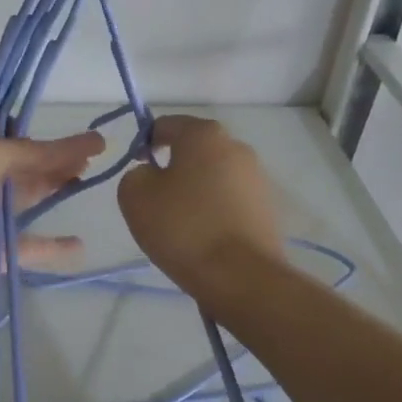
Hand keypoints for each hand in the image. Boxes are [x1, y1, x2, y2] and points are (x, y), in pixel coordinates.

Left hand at [0, 113, 105, 324]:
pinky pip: (23, 244)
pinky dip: (49, 243)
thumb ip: (39, 151)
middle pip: (13, 160)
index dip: (24, 120)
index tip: (59, 124)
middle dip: (49, 156)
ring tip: (87, 183)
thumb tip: (94, 140)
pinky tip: (78, 244)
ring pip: (19, 198)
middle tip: (91, 155)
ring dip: (52, 189)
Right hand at [117, 115, 284, 302]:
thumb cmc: (183, 228)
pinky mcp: (267, 208)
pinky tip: (203, 238)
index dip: (144, 144)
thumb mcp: (134, 196)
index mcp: (204, 134)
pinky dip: (214, 211)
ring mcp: (257, 178)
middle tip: (155, 201)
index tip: (136, 171)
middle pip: (194, 150)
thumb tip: (151, 175)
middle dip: (173, 168)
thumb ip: (135, 174)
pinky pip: (230, 201)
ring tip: (180, 225)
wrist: (240, 276)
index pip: (165, 125)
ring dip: (195, 191)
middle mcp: (236, 146)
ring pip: (213, 176)